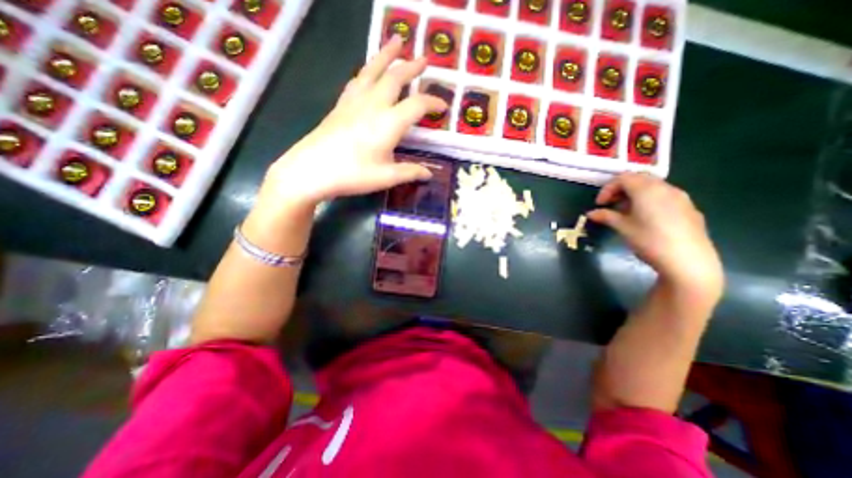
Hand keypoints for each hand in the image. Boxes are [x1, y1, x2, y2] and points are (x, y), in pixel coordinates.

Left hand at [255, 38, 447, 212]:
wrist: (310, 170)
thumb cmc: (352, 175)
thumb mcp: (386, 177)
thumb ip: (410, 172)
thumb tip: (429, 174)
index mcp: (389, 123)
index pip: (417, 105)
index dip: (433, 103)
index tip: (443, 106)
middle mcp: (373, 105)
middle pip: (395, 77)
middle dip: (412, 67)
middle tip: (424, 58)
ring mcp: (354, 102)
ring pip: (373, 70)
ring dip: (387, 55)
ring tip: (396, 41)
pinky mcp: (340, 105)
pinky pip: (357, 80)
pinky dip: (367, 70)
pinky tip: (368, 71)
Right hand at [590, 173, 721, 304]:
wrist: (688, 261)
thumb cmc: (649, 241)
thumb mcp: (622, 228)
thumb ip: (606, 216)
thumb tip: (591, 213)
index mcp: (647, 190)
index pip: (623, 178)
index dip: (607, 189)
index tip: (599, 204)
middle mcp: (665, 188)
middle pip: (639, 179)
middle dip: (621, 190)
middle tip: (610, 205)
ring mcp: (681, 197)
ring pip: (653, 187)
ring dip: (635, 195)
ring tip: (625, 213)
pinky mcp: (689, 208)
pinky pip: (665, 197)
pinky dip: (649, 201)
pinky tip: (645, 219)